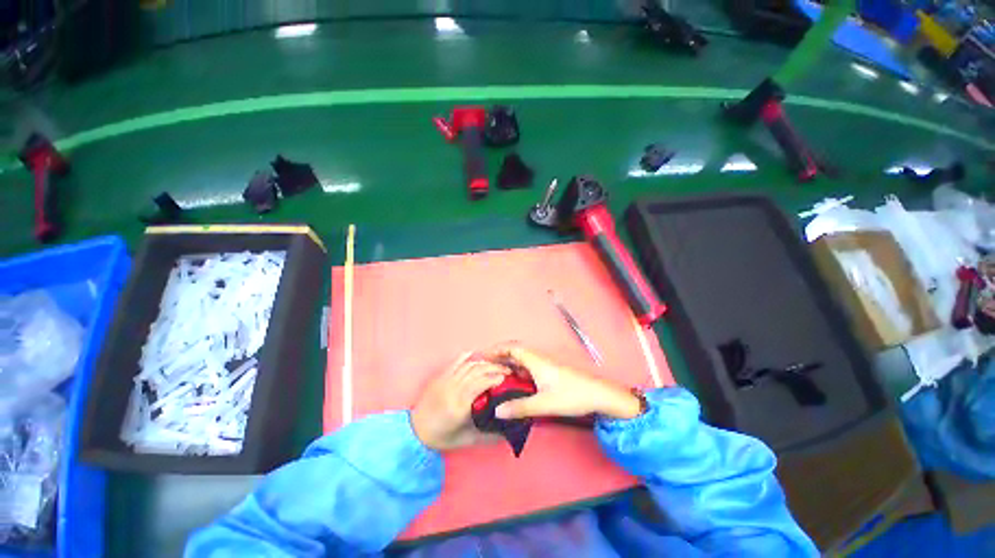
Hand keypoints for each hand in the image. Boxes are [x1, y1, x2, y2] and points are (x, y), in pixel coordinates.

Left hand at [411, 352, 509, 450]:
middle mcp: (453, 388)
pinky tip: (476, 355)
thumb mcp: (466, 440)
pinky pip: (455, 362)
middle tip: (506, 371)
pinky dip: (467, 356)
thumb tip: (507, 431)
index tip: (507, 379)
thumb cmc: (441, 436)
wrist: (414, 431)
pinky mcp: (440, 376)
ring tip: (495, 365)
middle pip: (477, 371)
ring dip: (484, 363)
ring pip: (468, 365)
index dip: (495, 378)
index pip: (481, 383)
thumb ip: (487, 435)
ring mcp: (445, 380)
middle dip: (494, 368)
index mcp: (460, 405)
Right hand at [481, 344, 641, 420]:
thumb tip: (497, 411)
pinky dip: (518, 371)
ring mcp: (545, 365)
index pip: (511, 348)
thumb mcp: (544, 403)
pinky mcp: (550, 372)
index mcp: (535, 360)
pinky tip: (515, 383)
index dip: (496, 350)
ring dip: (509, 363)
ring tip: (496, 374)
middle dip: (500, 356)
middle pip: (515, 352)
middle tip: (486, 366)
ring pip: (522, 360)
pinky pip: (528, 367)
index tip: (483, 356)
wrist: (599, 395)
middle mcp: (539, 359)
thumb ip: (520, 407)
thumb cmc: (572, 395)